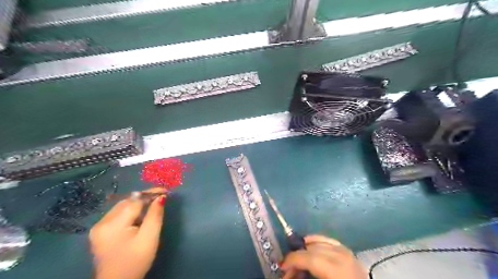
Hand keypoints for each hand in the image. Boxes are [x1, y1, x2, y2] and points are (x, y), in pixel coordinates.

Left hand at [89, 188, 166, 278]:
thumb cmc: (136, 261)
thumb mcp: (150, 238)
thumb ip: (155, 215)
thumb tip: (160, 197)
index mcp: (113, 225)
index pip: (135, 201)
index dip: (151, 194)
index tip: (165, 190)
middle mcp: (102, 223)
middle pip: (127, 202)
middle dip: (145, 197)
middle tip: (161, 197)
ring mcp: (98, 227)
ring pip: (122, 206)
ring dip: (138, 203)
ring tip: (153, 204)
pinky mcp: (100, 232)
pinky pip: (118, 214)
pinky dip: (131, 211)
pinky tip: (140, 215)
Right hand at [282, 235, 366, 278]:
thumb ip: (304, 277)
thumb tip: (288, 274)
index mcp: (337, 270)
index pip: (310, 258)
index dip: (293, 260)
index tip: (281, 266)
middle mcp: (343, 256)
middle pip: (312, 249)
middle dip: (297, 257)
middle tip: (288, 269)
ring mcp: (347, 251)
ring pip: (318, 241)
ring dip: (305, 250)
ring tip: (299, 262)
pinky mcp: (348, 251)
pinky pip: (327, 240)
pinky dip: (316, 242)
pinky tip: (309, 247)